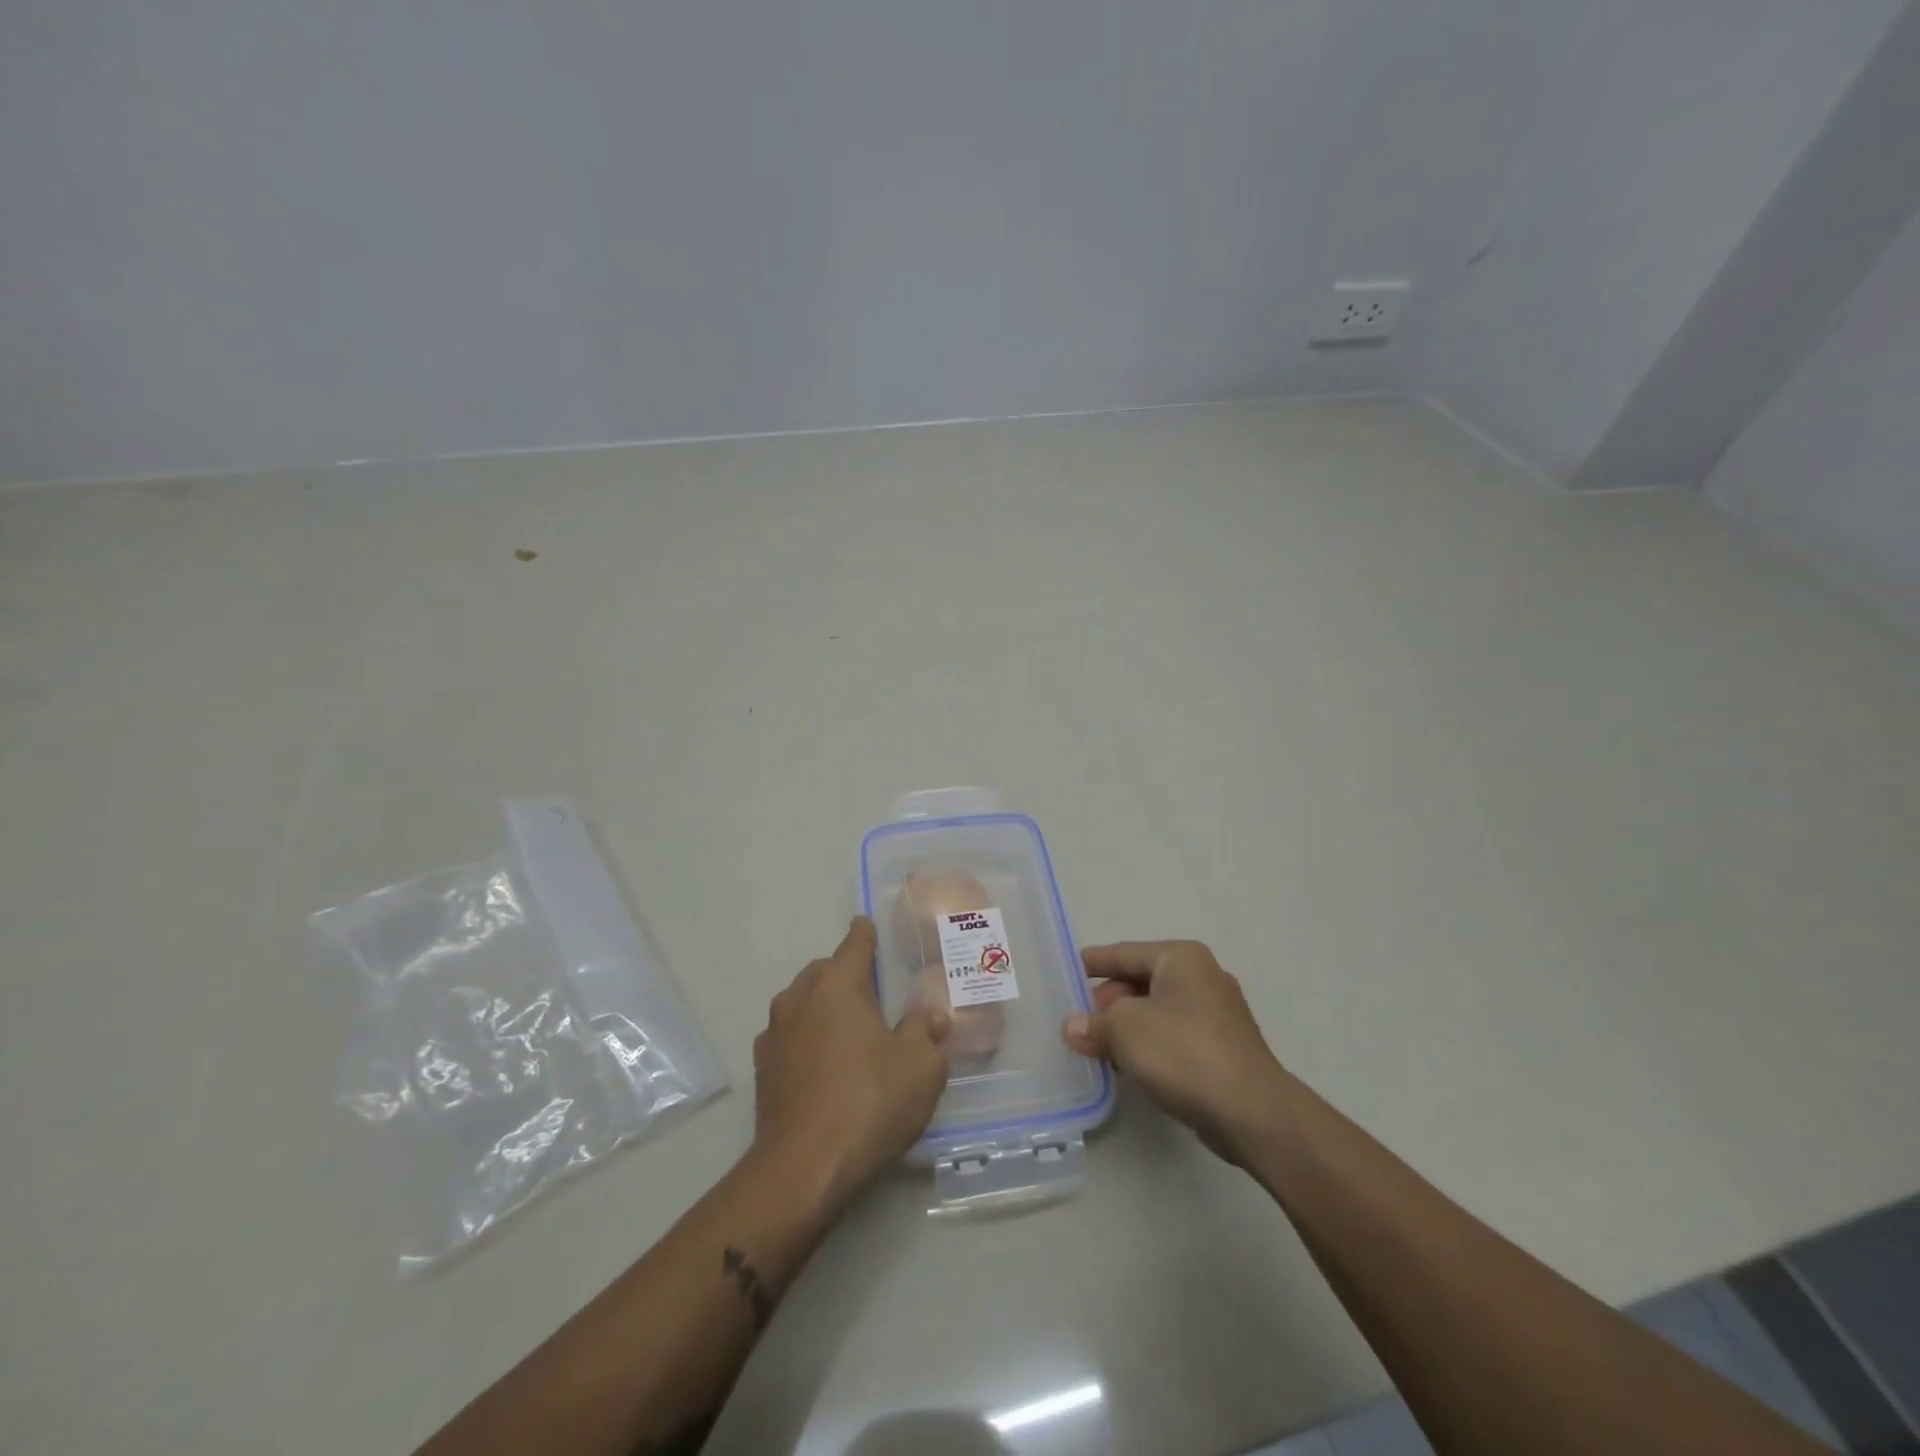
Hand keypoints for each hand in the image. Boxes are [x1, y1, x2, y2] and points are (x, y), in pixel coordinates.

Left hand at [752, 918, 951, 1205]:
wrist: (803, 1169)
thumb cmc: (869, 1102)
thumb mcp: (920, 1066)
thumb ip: (926, 1032)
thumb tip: (929, 1017)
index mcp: (836, 984)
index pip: (855, 943)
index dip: (868, 933)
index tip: (872, 928)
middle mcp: (799, 997)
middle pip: (826, 971)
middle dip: (847, 975)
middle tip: (876, 996)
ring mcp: (774, 1034)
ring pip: (803, 1003)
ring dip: (824, 1008)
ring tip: (851, 1033)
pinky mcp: (762, 1069)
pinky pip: (790, 1038)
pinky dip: (807, 1040)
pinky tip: (826, 1066)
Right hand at [1063, 940, 1290, 1162]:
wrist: (1250, 1111)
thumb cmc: (1183, 1052)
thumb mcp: (1125, 1030)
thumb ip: (1094, 1025)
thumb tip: (1072, 1028)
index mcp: (1181, 958)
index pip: (1126, 952)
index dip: (1094, 962)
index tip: (1068, 970)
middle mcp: (1202, 977)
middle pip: (1142, 981)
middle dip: (1109, 1002)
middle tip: (1079, 1021)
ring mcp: (1217, 1014)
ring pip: (1158, 1011)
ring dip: (1127, 1027)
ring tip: (1097, 1047)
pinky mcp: (1223, 1048)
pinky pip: (1174, 1036)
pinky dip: (1150, 1045)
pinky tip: (1129, 1066)